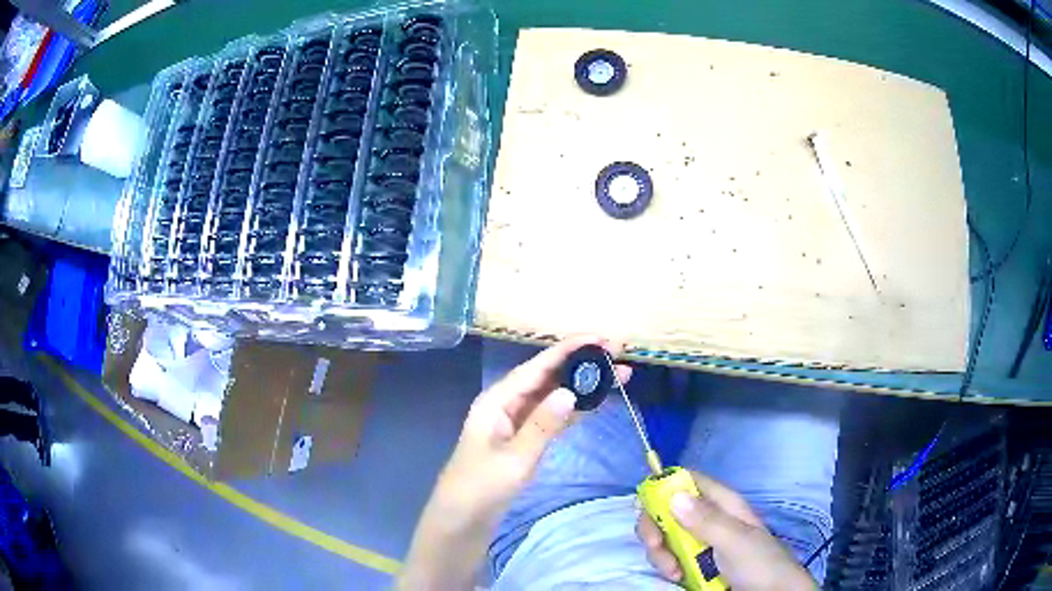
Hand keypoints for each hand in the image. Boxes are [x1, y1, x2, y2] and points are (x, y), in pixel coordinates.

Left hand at [399, 336, 632, 589]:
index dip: (569, 350)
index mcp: (497, 400)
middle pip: (548, 376)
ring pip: (554, 395)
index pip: (537, 367)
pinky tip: (597, 401)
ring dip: (584, 385)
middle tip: (619, 352)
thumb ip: (542, 425)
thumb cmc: (481, 488)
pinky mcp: (525, 440)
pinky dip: (575, 409)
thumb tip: (570, 392)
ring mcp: (517, 422)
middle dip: (582, 363)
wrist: (462, 520)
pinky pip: (554, 416)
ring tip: (619, 374)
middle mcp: (507, 404)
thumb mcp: (513, 458)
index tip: (600, 338)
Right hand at [636, 471, 815, 590]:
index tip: (649, 510)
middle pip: (666, 509)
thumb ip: (707, 520)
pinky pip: (668, 556)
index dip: (664, 487)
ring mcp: (699, 541)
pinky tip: (675, 577)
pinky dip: (665, 565)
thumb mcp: (737, 541)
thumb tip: (673, 494)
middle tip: (658, 549)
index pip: (687, 480)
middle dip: (655, 529)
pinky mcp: (693, 562)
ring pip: (664, 535)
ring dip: (659, 553)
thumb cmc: (760, 564)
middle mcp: (707, 518)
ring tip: (674, 573)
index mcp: (722, 503)